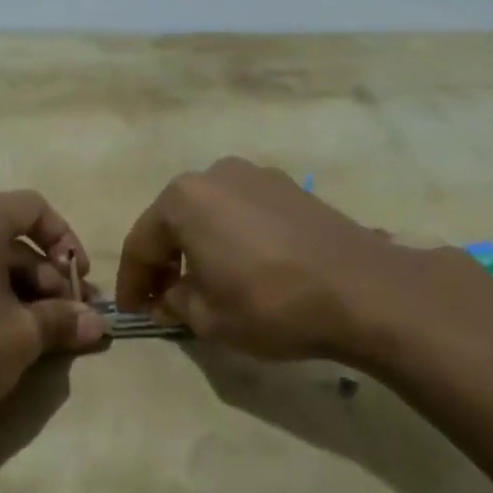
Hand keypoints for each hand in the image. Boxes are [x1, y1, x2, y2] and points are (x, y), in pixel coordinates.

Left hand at [0, 191, 106, 450]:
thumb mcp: (22, 336)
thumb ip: (62, 321)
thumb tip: (100, 323)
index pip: (33, 207)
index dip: (64, 238)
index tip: (78, 278)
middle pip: (9, 237)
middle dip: (46, 275)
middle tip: (69, 317)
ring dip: (20, 290)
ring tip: (42, 332)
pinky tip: (1, 336)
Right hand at [115, 157, 425, 361]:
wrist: (361, 288)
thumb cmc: (270, 303)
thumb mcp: (209, 318)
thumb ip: (175, 303)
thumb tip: (169, 296)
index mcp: (183, 199)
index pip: (141, 242)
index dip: (132, 282)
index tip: (132, 312)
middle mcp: (214, 174)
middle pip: (174, 220)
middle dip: (165, 259)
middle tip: (165, 298)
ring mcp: (255, 175)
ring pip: (210, 212)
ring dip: (200, 244)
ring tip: (208, 281)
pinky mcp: (289, 187)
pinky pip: (244, 210)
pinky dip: (233, 235)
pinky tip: (247, 265)